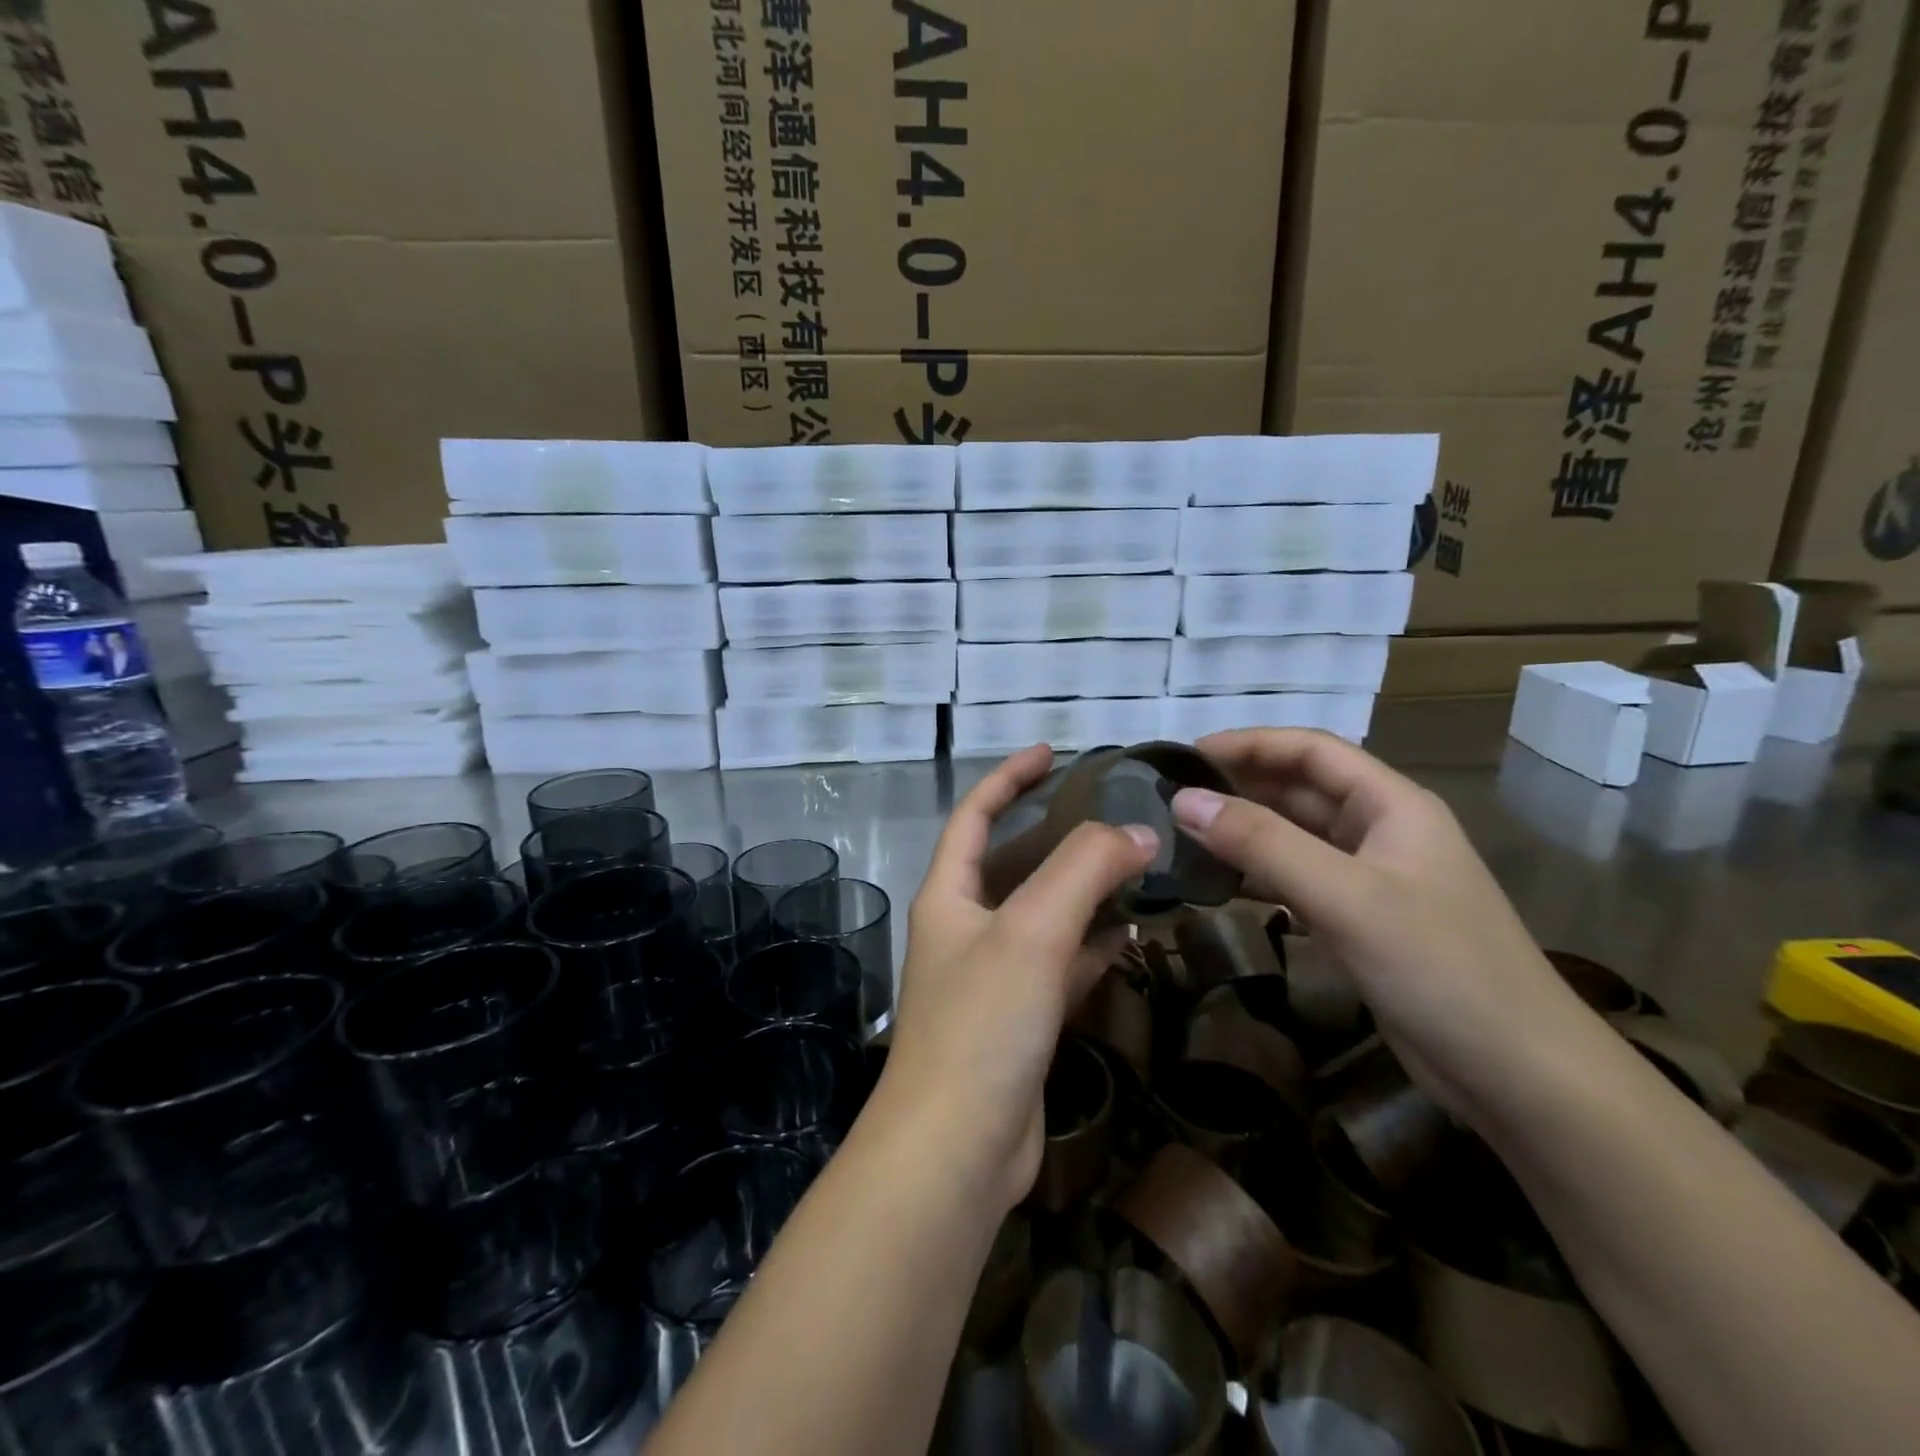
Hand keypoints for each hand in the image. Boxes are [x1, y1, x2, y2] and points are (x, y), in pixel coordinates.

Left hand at [879, 745, 1157, 1214]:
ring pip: (1044, 914)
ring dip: (1084, 889)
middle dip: (1057, 833)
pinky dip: (1093, 945)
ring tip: (1138, 864)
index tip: (1052, 751)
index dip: (1008, 777)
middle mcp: (966, 927)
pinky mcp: (1022, 1020)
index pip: (974, 815)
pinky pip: (1062, 965)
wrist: (957, 1149)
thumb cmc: (982, 1022)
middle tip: (1115, 812)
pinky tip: (1132, 934)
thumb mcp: (1032, 931)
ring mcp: (994, 976)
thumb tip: (1138, 831)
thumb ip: (1083, 869)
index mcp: (950, 895)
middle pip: (1014, 862)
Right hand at [1169, 729, 1597, 1125]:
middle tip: (1172, 797)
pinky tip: (1220, 884)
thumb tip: (1183, 799)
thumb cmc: (1440, 968)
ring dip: (1244, 831)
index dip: (1249, 743)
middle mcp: (1381, 830)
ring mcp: (1371, 878)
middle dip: (1239, 786)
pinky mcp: (1360, 921)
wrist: (1520, 1075)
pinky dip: (1258, 875)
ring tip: (1183, 836)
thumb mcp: (1346, 897)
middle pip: (1300, 789)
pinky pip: (1297, 880)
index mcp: (1391, 805)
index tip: (1186, 756)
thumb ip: (1263, 843)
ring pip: (1295, 836)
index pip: (1310, 749)